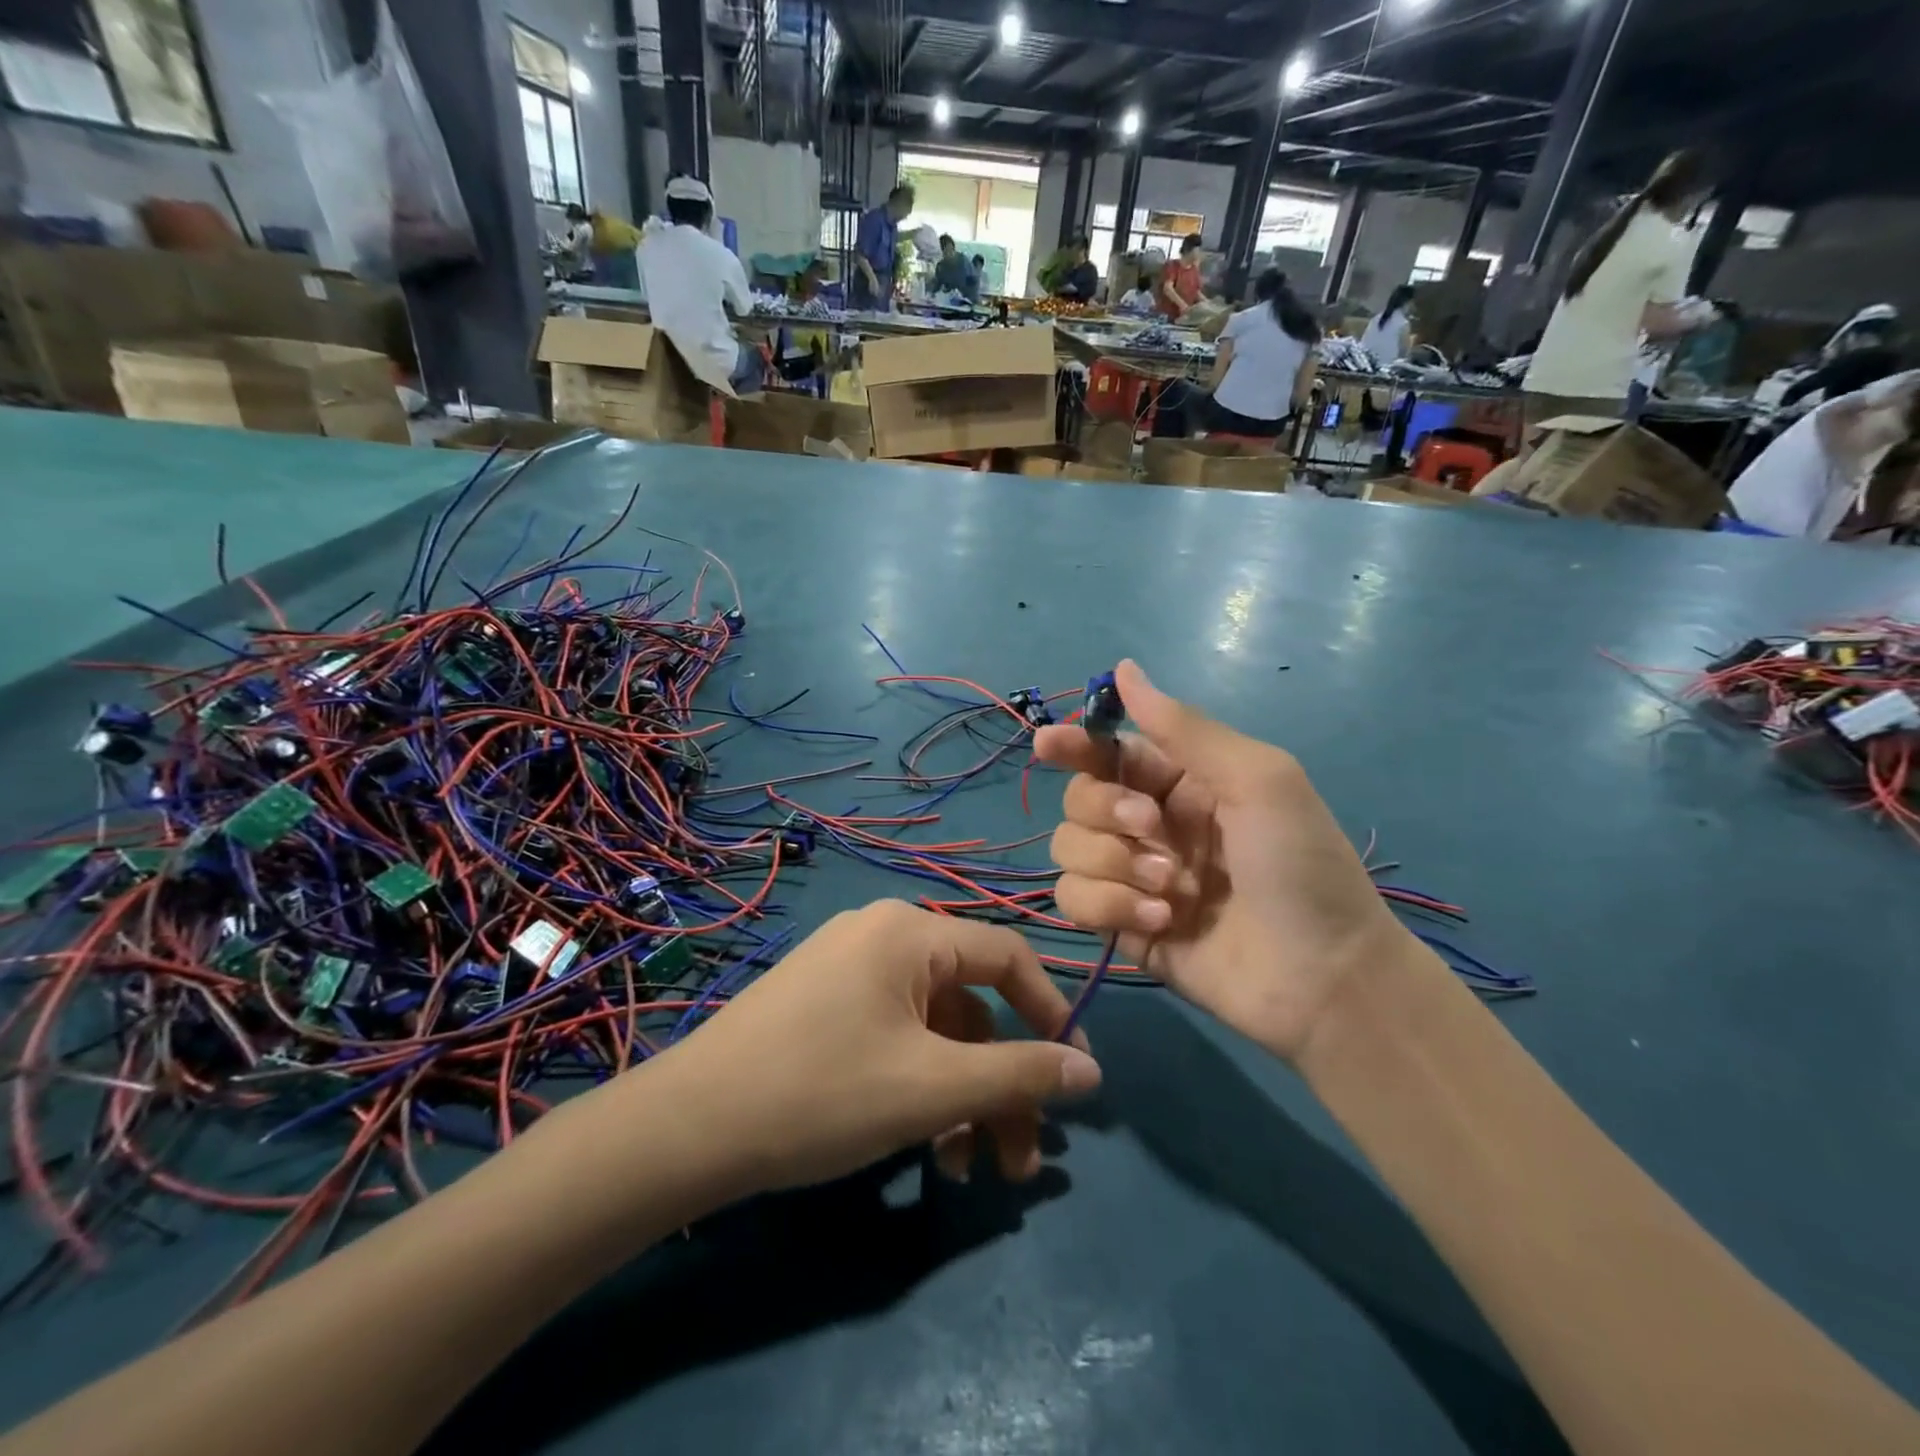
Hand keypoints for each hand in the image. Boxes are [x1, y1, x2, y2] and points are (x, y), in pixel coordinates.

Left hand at [645, 902, 1099, 1192]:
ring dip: (960, 1097)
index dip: (1051, 1012)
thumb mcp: (932, 1088)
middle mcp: (882, 936)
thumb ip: (1019, 1073)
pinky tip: (922, 1150)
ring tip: (966, 1171)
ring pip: (933, 1031)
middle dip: (1001, 1084)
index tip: (1075, 1076)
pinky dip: (918, 1087)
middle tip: (1018, 1163)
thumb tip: (1091, 1070)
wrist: (687, 1129)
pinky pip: (894, 1036)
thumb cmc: (821, 1093)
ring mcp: (848, 970)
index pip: (1007, 956)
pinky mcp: (823, 1005)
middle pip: (969, 1006)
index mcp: (910, 932)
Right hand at [1034, 661, 1407, 1062]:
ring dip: (1112, 864)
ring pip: (1068, 848)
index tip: (1049, 745)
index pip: (1110, 753)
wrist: (1324, 978)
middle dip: (1105, 810)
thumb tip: (1123, 668)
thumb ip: (1183, 728)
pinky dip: (1109, 907)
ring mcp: (1132, 877)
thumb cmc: (1300, 865)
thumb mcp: (1257, 778)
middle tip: (1151, 828)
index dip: (1075, 744)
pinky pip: (1074, 900)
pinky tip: (1161, 922)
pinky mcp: (1120, 925)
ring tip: (1170, 889)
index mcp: (1181, 782)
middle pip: (1078, 798)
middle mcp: (1149, 824)